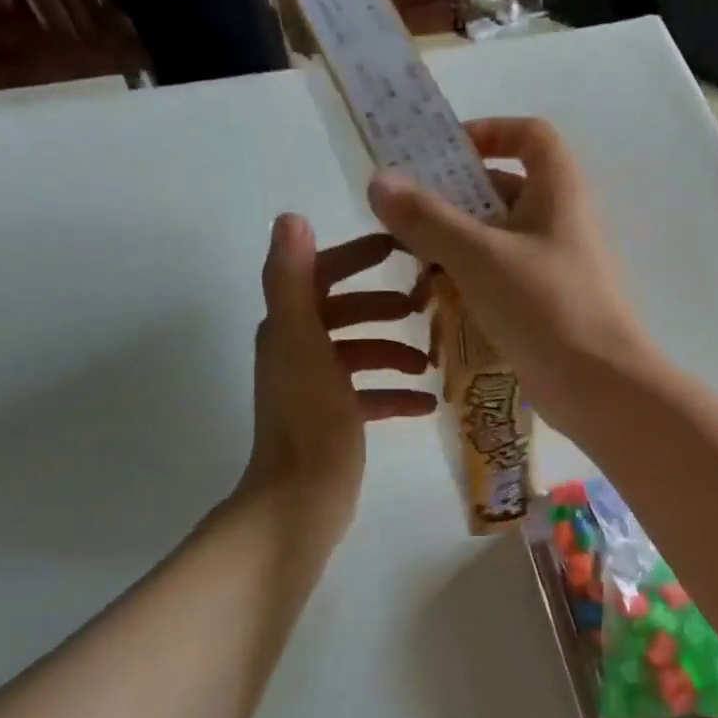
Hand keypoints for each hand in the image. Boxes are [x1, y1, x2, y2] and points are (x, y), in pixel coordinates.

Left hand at [232, 215, 435, 540]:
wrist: (302, 499)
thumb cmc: (310, 418)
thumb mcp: (303, 342)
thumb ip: (293, 280)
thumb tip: (290, 218)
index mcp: (288, 329)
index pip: (317, 274)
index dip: (354, 256)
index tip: (397, 247)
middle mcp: (298, 352)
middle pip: (343, 313)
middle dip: (382, 307)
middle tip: (424, 305)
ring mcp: (317, 388)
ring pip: (360, 354)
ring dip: (394, 351)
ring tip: (429, 361)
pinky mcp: (335, 420)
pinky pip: (369, 395)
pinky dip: (395, 394)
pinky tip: (427, 404)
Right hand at [365, 118, 656, 433]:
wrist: (601, 386)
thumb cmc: (545, 306)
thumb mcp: (479, 256)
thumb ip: (427, 218)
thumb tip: (380, 181)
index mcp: (560, 191)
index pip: (531, 135)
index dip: (490, 131)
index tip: (444, 153)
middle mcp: (563, 221)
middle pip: (506, 188)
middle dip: (455, 198)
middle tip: (407, 217)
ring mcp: (558, 266)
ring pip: (501, 238)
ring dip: (457, 244)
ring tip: (412, 263)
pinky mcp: (550, 304)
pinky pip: (506, 278)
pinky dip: (474, 280)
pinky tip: (438, 301)